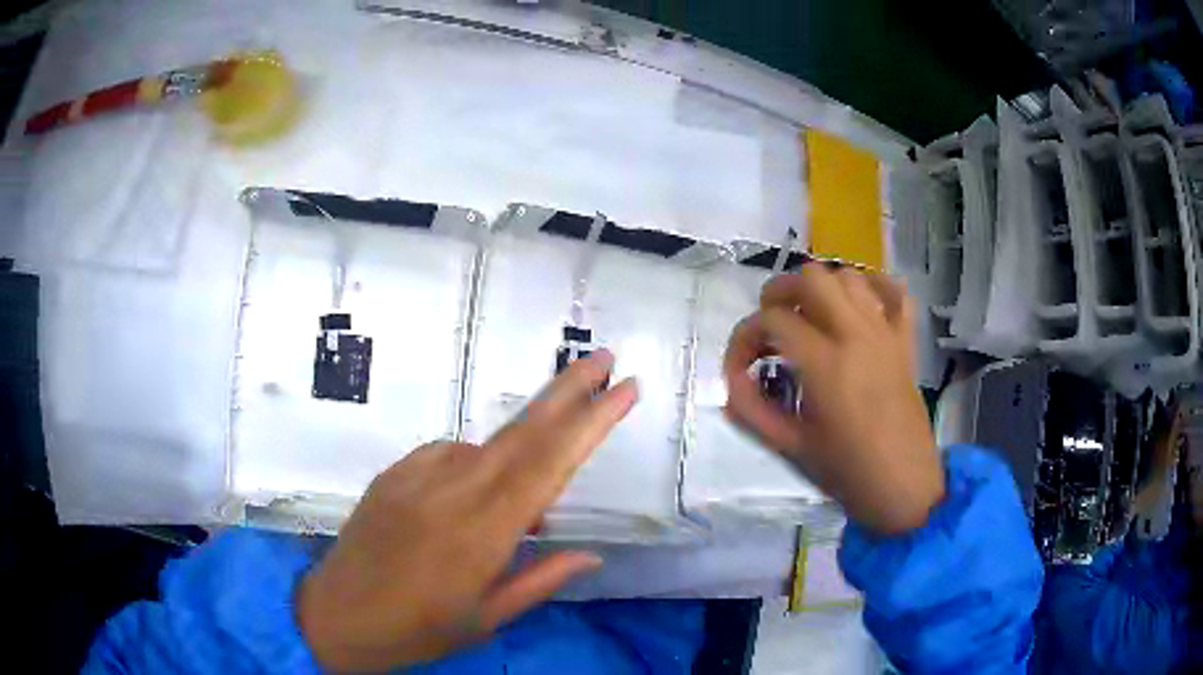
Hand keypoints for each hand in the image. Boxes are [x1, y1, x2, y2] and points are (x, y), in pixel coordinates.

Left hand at [297, 351, 636, 670]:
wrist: (334, 615)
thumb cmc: (416, 631)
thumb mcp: (486, 620)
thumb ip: (540, 581)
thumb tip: (590, 553)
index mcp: (482, 534)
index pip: (548, 466)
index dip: (590, 424)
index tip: (624, 389)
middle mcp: (451, 492)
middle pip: (521, 432)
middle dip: (567, 391)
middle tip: (604, 358)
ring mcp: (416, 476)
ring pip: (486, 446)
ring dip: (519, 456)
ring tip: (522, 516)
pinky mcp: (392, 474)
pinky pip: (447, 453)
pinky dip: (474, 466)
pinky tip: (471, 500)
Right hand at [723, 265, 942, 534]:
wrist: (903, 488)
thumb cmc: (847, 473)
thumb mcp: (791, 446)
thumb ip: (751, 410)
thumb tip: (731, 381)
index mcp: (825, 364)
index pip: (772, 321)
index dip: (744, 337)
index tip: (740, 366)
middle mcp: (856, 335)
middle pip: (811, 279)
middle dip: (779, 294)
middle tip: (770, 327)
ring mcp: (885, 334)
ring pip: (849, 276)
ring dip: (821, 288)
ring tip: (809, 318)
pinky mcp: (905, 342)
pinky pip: (895, 293)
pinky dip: (873, 287)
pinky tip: (856, 305)